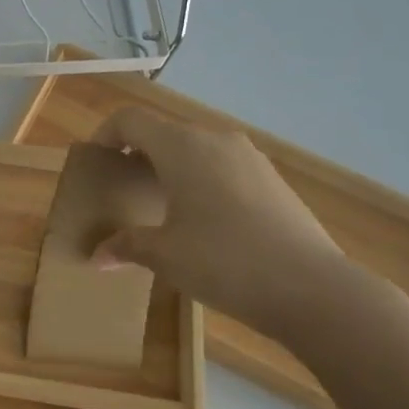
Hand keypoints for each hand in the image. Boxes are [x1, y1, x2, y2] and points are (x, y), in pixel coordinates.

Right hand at [90, 106, 351, 346]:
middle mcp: (214, 140)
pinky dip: (203, 178)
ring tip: (163, 204)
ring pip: (197, 147)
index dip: (106, 134)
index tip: (96, 161)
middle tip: (124, 187)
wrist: (312, 288)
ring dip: (172, 165)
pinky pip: (223, 165)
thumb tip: (97, 256)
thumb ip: (126, 245)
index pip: (130, 120)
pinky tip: (206, 219)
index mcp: (181, 147)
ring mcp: (249, 157)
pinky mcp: (272, 178)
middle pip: (164, 131)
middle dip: (138, 153)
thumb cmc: (224, 261)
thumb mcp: (164, 256)